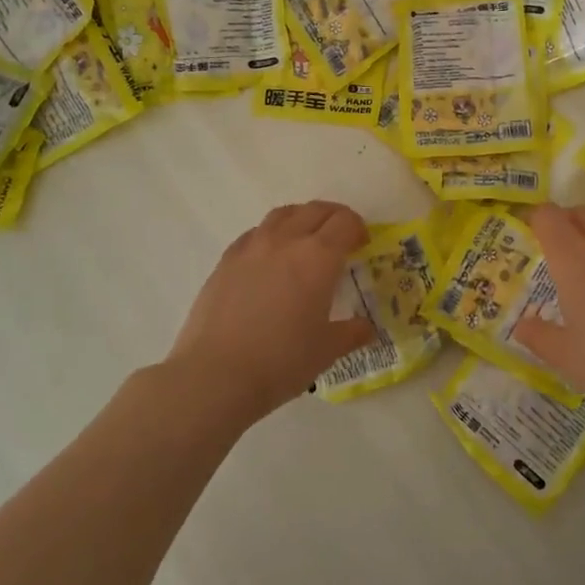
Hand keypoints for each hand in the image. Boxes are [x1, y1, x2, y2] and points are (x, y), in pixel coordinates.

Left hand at [166, 201, 377, 421]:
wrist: (217, 374)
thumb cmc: (282, 361)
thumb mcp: (327, 350)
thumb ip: (351, 333)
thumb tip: (367, 328)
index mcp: (318, 257)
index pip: (345, 222)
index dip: (358, 229)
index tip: (361, 246)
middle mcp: (286, 241)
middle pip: (315, 210)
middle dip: (333, 218)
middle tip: (340, 239)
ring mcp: (252, 247)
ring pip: (283, 214)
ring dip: (301, 219)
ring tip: (305, 240)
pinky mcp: (226, 260)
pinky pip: (255, 233)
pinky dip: (271, 235)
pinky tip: (269, 259)